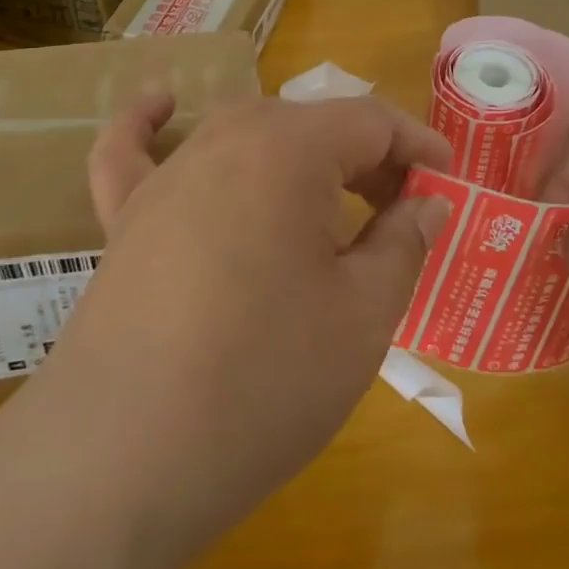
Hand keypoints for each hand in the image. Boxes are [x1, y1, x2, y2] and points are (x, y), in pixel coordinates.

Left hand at [30, 94, 452, 557]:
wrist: (121, 462)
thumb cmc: (263, 380)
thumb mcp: (362, 316)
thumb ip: (403, 243)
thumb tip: (425, 203)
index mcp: (288, 149)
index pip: (371, 121)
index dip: (418, 147)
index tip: (448, 184)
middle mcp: (224, 141)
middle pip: (312, 126)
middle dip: (368, 160)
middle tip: (402, 212)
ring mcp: (166, 177)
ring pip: (247, 136)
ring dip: (299, 158)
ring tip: (333, 201)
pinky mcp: (124, 218)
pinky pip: (134, 152)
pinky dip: (151, 125)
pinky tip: (164, 106)